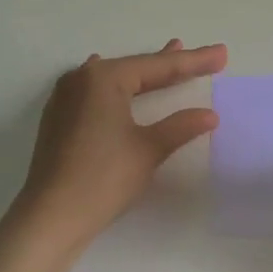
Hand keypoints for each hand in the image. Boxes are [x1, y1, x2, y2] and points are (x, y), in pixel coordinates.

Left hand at [12, 39, 226, 252]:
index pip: (158, 67)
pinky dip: (120, 89)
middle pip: (135, 69)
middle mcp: (81, 79)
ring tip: (168, 59)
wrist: (50, 218)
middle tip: (203, 57)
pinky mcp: (59, 119)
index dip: (193, 61)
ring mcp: (65, 98)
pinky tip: (121, 83)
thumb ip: (180, 126)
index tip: (222, 54)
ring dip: (143, 75)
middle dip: (170, 65)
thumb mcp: (148, 149)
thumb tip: (209, 114)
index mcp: (103, 78)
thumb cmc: (103, 178)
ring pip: (115, 80)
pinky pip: (98, 93)